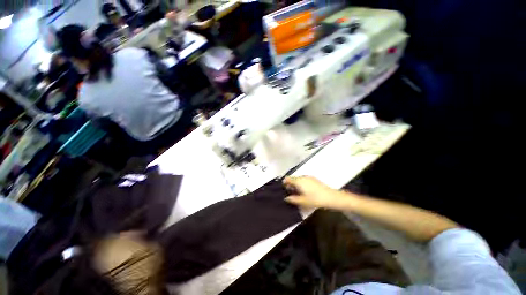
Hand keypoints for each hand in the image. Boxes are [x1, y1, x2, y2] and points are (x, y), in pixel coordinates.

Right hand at [283, 176, 348, 208]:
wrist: (331, 197)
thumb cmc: (315, 199)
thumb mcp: (303, 201)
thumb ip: (293, 199)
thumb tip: (286, 198)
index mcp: (299, 181)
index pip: (288, 179)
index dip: (284, 183)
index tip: (284, 190)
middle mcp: (303, 177)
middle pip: (293, 178)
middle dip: (290, 184)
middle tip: (291, 193)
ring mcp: (309, 177)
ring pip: (299, 179)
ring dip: (296, 184)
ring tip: (298, 193)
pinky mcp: (314, 179)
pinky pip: (304, 179)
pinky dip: (302, 184)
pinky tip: (305, 191)